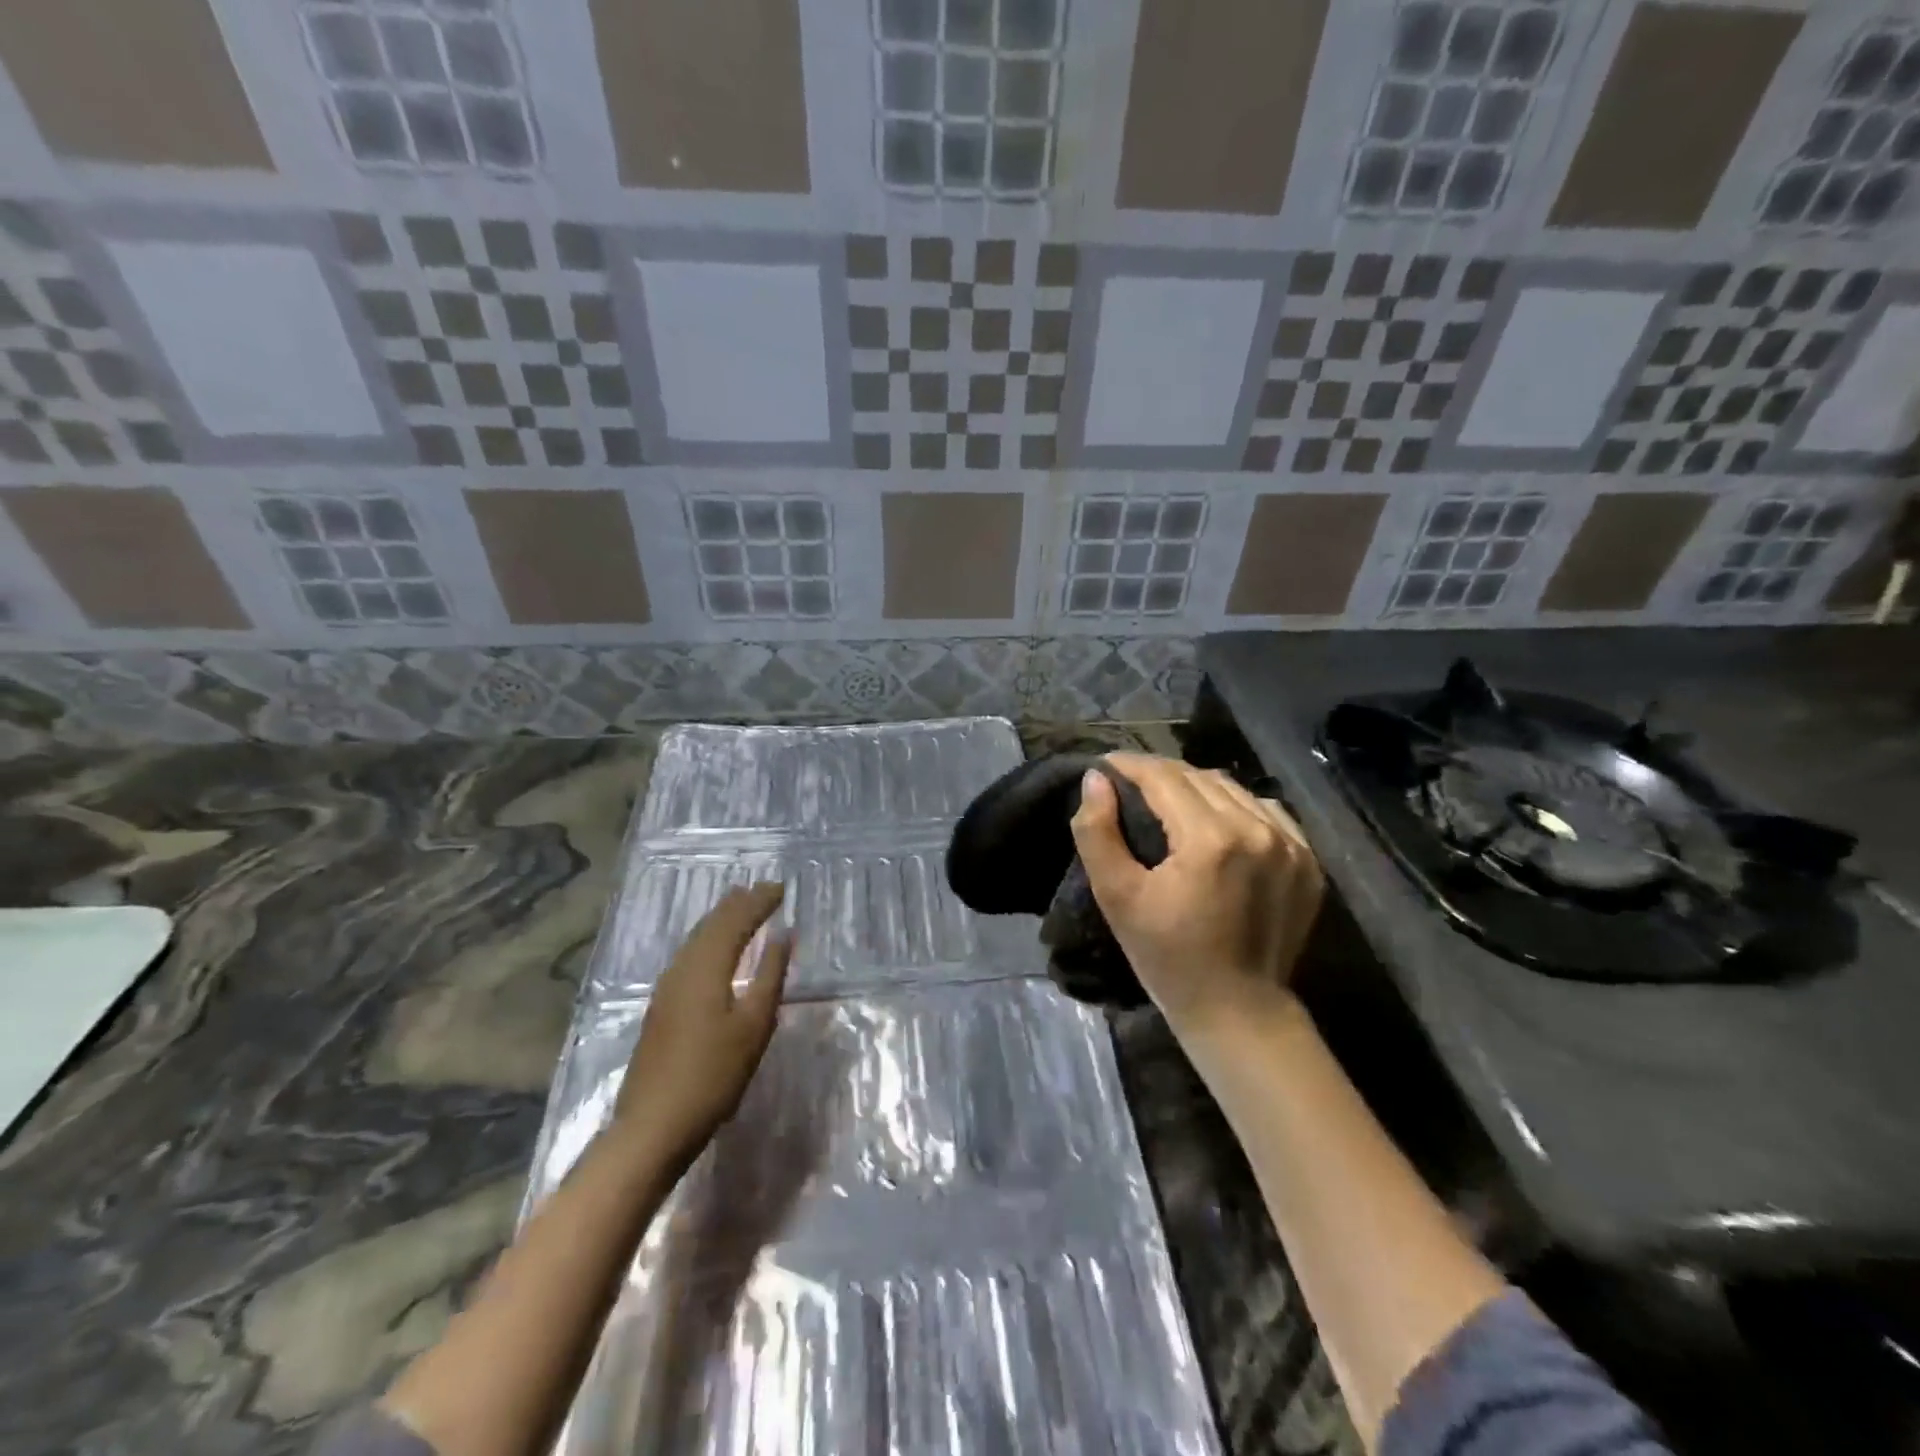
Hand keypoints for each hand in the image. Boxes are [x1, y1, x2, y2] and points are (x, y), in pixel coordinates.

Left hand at [613, 883, 792, 1165]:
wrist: (652, 1126)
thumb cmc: (713, 1075)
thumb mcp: (754, 1026)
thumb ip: (770, 976)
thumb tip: (783, 934)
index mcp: (706, 967)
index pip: (735, 921)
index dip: (758, 902)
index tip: (781, 887)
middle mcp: (682, 968)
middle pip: (711, 924)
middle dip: (738, 904)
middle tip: (763, 890)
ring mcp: (667, 988)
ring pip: (697, 939)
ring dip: (721, 919)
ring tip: (741, 907)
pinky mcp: (662, 1006)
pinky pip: (690, 955)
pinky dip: (709, 939)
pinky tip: (715, 949)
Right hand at [1070, 753, 1322, 1030]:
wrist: (1238, 1011)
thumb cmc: (1168, 958)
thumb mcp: (1117, 897)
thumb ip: (1097, 832)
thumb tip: (1096, 780)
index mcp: (1211, 838)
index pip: (1164, 777)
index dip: (1129, 765)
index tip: (1104, 765)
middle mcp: (1257, 829)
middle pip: (1199, 776)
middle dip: (1159, 774)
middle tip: (1130, 783)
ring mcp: (1291, 844)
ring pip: (1233, 789)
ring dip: (1196, 786)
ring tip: (1168, 799)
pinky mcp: (1308, 860)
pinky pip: (1266, 810)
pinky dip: (1235, 805)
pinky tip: (1216, 821)